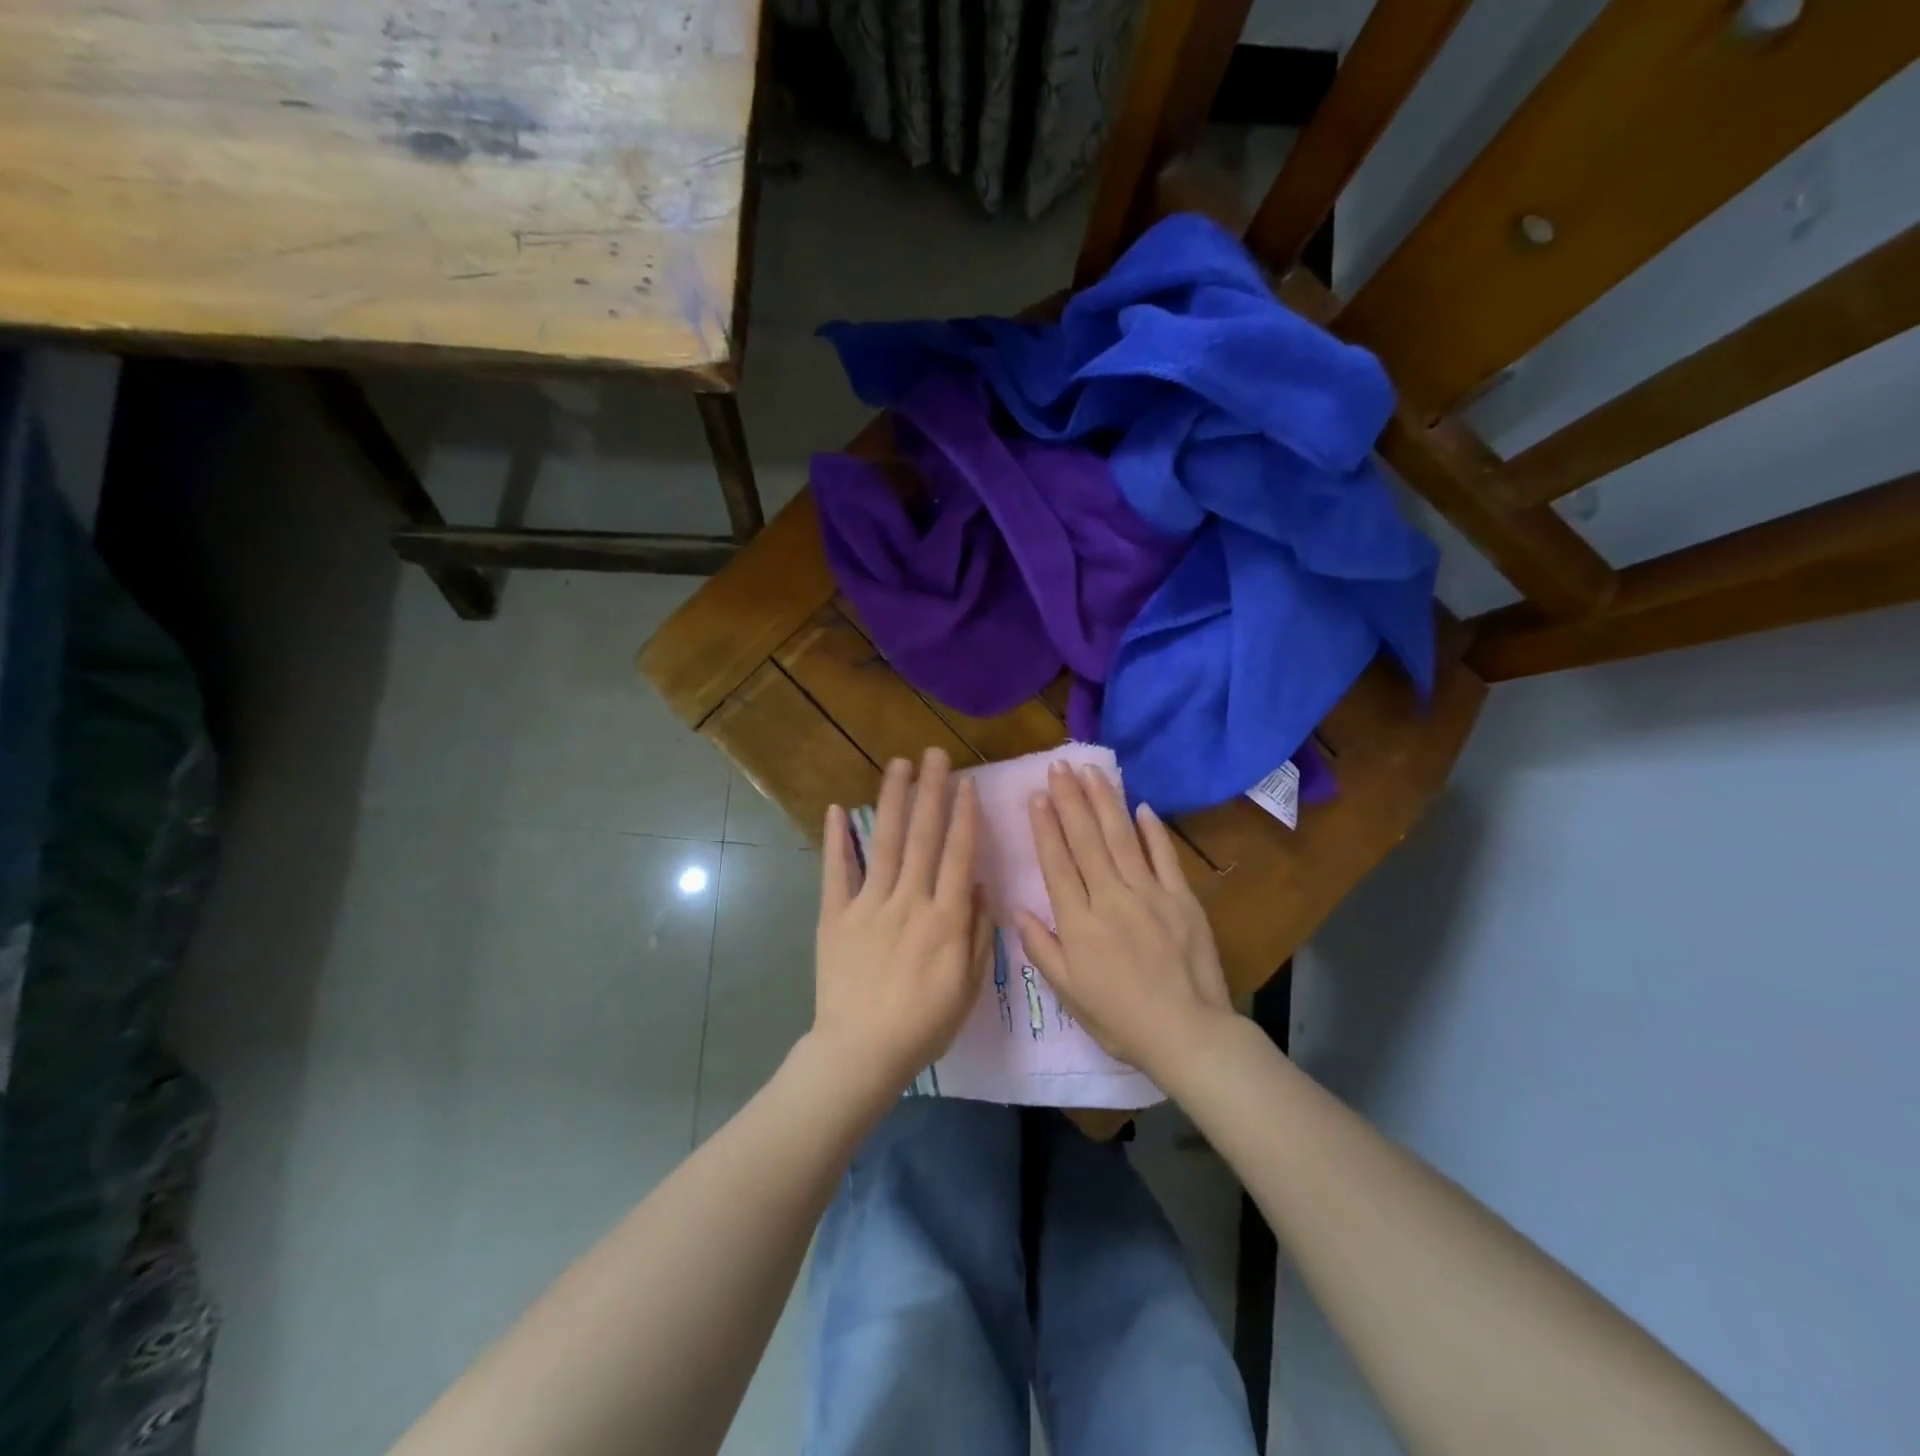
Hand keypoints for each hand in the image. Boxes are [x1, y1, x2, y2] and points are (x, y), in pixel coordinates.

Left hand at [813, 748, 991, 1096]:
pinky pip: (836, 872)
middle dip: (931, 792)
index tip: (966, 783)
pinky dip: (836, 840)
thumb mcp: (968, 985)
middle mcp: (909, 901)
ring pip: (885, 842)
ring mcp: (868, 905)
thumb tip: (980, 884)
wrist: (862, 1052)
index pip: (958, 855)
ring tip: (899, 765)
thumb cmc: (923, 1024)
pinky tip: (839, 808)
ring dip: (893, 800)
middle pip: (923, 836)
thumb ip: (977, 932)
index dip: (963, 816)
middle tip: (935, 754)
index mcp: (945, 918)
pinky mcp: (834, 915)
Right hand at [1015, 763, 1233, 1077]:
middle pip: (1086, 840)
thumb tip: (1016, 909)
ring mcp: (1150, 893)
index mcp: (1079, 922)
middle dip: (1070, 800)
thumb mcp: (1068, 993)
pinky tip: (1141, 806)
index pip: (1057, 863)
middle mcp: (1110, 897)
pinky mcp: (1182, 898)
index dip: (1045, 827)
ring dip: (1105, 802)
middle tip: (1059, 766)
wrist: (1187, 1033)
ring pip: (1122, 837)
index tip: (1037, 795)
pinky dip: (1152, 830)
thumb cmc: (1120, 1019)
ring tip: (1091, 772)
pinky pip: (1164, 856)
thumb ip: (1041, 948)